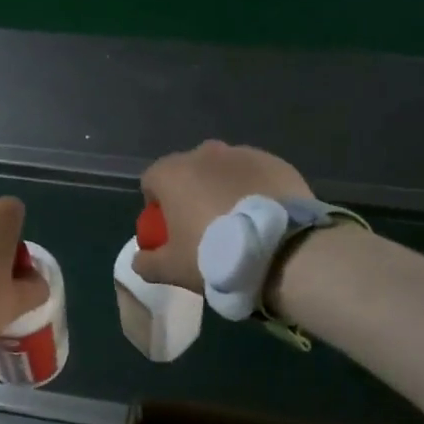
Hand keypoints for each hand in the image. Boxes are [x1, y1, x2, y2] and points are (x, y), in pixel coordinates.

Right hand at [133, 141, 312, 292]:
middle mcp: (204, 154)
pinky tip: (265, 218)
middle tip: (205, 228)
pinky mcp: (275, 162)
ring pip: (223, 171)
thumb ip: (147, 262)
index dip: (156, 206)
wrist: (283, 251)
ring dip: (224, 189)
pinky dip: (254, 190)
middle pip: (188, 172)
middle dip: (191, 194)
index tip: (169, 231)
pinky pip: (255, 175)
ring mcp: (243, 154)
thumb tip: (140, 259)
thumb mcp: (171, 269)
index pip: (151, 181)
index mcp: (173, 173)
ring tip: (239, 223)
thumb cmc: (215, 255)